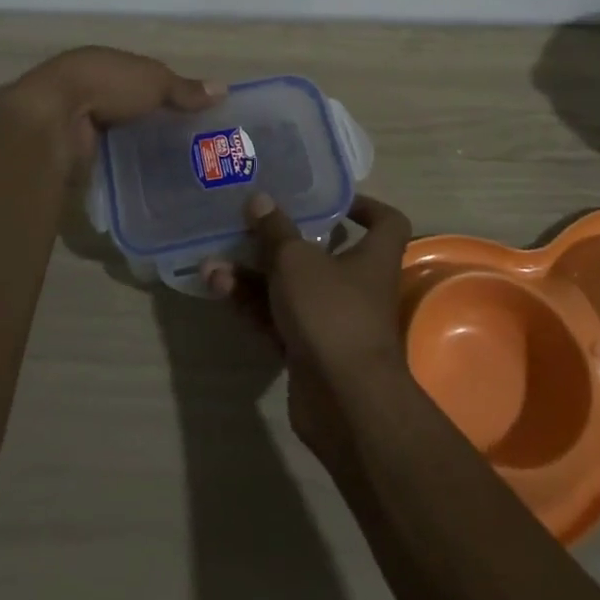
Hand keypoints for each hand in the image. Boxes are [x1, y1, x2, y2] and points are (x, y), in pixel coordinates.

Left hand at [9, 45, 221, 164]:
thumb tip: (224, 89)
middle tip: (190, 146)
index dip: (165, 93)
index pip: (141, 78)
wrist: (55, 116)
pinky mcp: (74, 151)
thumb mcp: (155, 81)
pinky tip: (148, 180)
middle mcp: (90, 90)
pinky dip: (123, 166)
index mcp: (106, 63)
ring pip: (117, 134)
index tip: (193, 114)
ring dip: (136, 146)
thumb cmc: (107, 84)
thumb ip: (185, 89)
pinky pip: (106, 157)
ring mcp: (78, 122)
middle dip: (152, 123)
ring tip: (176, 168)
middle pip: (129, 107)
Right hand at [203, 193, 413, 466]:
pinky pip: (278, 318)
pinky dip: (252, 304)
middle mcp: (358, 286)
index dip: (365, 206)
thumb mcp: (296, 260)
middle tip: (248, 226)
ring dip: (252, 275)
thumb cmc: (331, 312)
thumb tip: (260, 199)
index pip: (386, 222)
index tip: (331, 200)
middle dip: (279, 242)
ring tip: (214, 264)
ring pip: (290, 288)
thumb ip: (275, 230)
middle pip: (322, 254)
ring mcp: (333, 321)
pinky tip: (218, 289)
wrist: (343, 400)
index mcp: (372, 257)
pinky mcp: (309, 351)